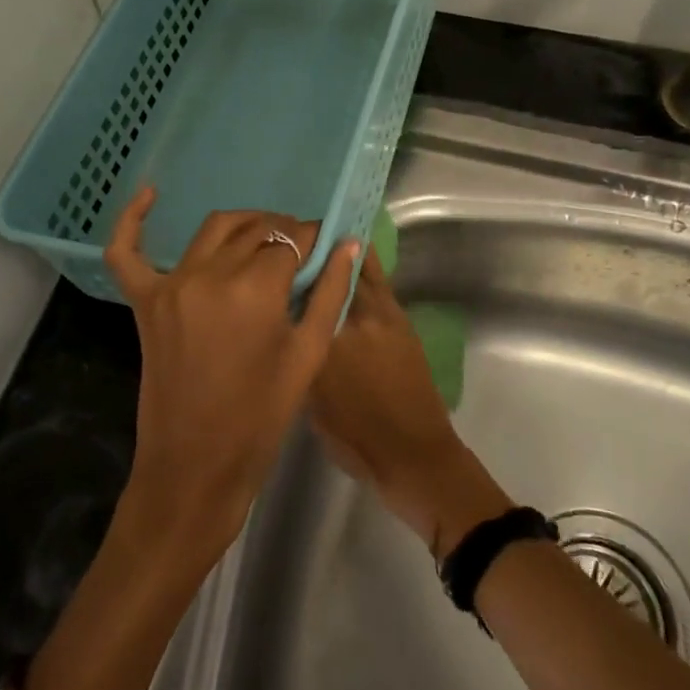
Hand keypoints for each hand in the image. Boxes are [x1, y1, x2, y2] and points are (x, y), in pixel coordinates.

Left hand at [106, 187, 360, 569]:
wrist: (195, 468)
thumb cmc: (261, 418)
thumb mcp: (308, 356)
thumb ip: (331, 293)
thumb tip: (348, 243)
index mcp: (255, 290)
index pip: (291, 242)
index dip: (313, 240)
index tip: (326, 245)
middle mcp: (210, 275)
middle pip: (256, 231)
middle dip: (284, 233)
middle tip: (302, 251)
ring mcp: (171, 285)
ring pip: (214, 230)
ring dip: (244, 226)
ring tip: (265, 240)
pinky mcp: (145, 301)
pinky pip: (127, 251)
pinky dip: (133, 219)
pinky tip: (150, 194)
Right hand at [308, 253, 509, 555]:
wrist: (413, 454)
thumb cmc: (355, 440)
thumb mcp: (311, 401)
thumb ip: (300, 356)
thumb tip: (290, 327)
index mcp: (324, 342)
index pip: (300, 295)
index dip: (289, 273)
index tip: (276, 259)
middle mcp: (350, 320)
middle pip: (328, 274)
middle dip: (314, 255)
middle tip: (298, 242)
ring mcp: (379, 315)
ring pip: (356, 271)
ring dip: (341, 252)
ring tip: (326, 235)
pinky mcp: (399, 317)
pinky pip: (376, 279)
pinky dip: (364, 264)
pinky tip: (353, 255)